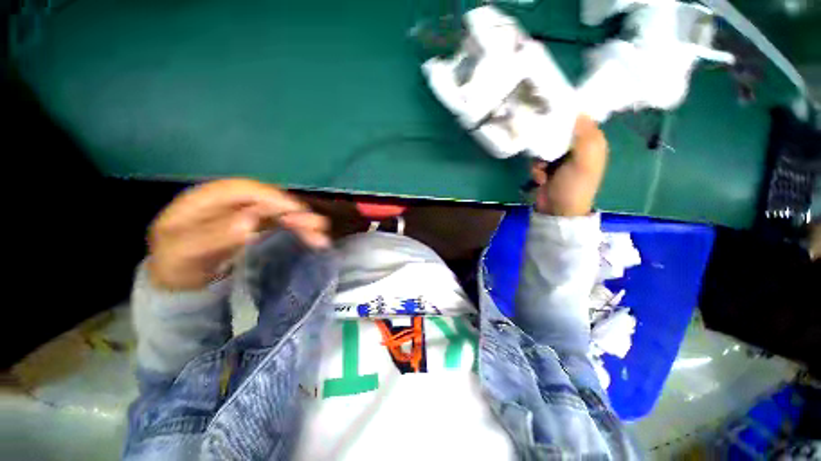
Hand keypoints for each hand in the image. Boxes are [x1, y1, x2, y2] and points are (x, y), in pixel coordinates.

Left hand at [147, 179, 329, 290]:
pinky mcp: (256, 225)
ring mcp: (244, 213)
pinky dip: (298, 230)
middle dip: (294, 212)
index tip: (295, 212)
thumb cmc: (177, 265)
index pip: (243, 190)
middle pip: (267, 200)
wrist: (180, 279)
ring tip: (322, 235)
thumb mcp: (184, 253)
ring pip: (279, 212)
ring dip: (302, 222)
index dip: (271, 198)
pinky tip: (312, 238)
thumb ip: (212, 236)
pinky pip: (281, 223)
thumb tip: (249, 221)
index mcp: (204, 199)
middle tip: (319, 226)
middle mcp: (229, 202)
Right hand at [531, 115, 607, 216]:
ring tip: (543, 170)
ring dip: (540, 159)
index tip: (551, 115)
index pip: (580, 118)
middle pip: (559, 131)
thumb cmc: (574, 186)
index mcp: (592, 142)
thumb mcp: (585, 160)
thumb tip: (577, 110)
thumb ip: (584, 135)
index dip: (566, 115)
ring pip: (544, 146)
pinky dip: (536, 169)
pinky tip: (540, 179)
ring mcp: (561, 158)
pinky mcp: (547, 167)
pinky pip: (537, 159)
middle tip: (545, 151)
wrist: (557, 211)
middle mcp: (577, 147)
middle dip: (548, 142)